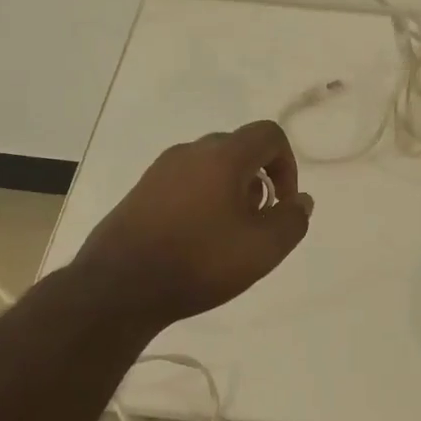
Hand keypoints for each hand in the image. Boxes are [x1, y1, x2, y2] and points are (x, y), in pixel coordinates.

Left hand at [72, 121, 313, 327]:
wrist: (119, 286)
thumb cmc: (199, 261)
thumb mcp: (263, 249)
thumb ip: (292, 220)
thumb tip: (301, 200)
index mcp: (223, 155)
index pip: (268, 134)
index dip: (287, 164)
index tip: (283, 203)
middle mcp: (191, 151)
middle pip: (239, 148)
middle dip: (259, 179)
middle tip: (257, 221)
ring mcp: (161, 170)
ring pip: (210, 166)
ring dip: (230, 190)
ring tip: (228, 235)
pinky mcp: (141, 191)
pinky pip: (185, 182)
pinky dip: (202, 199)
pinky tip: (196, 239)